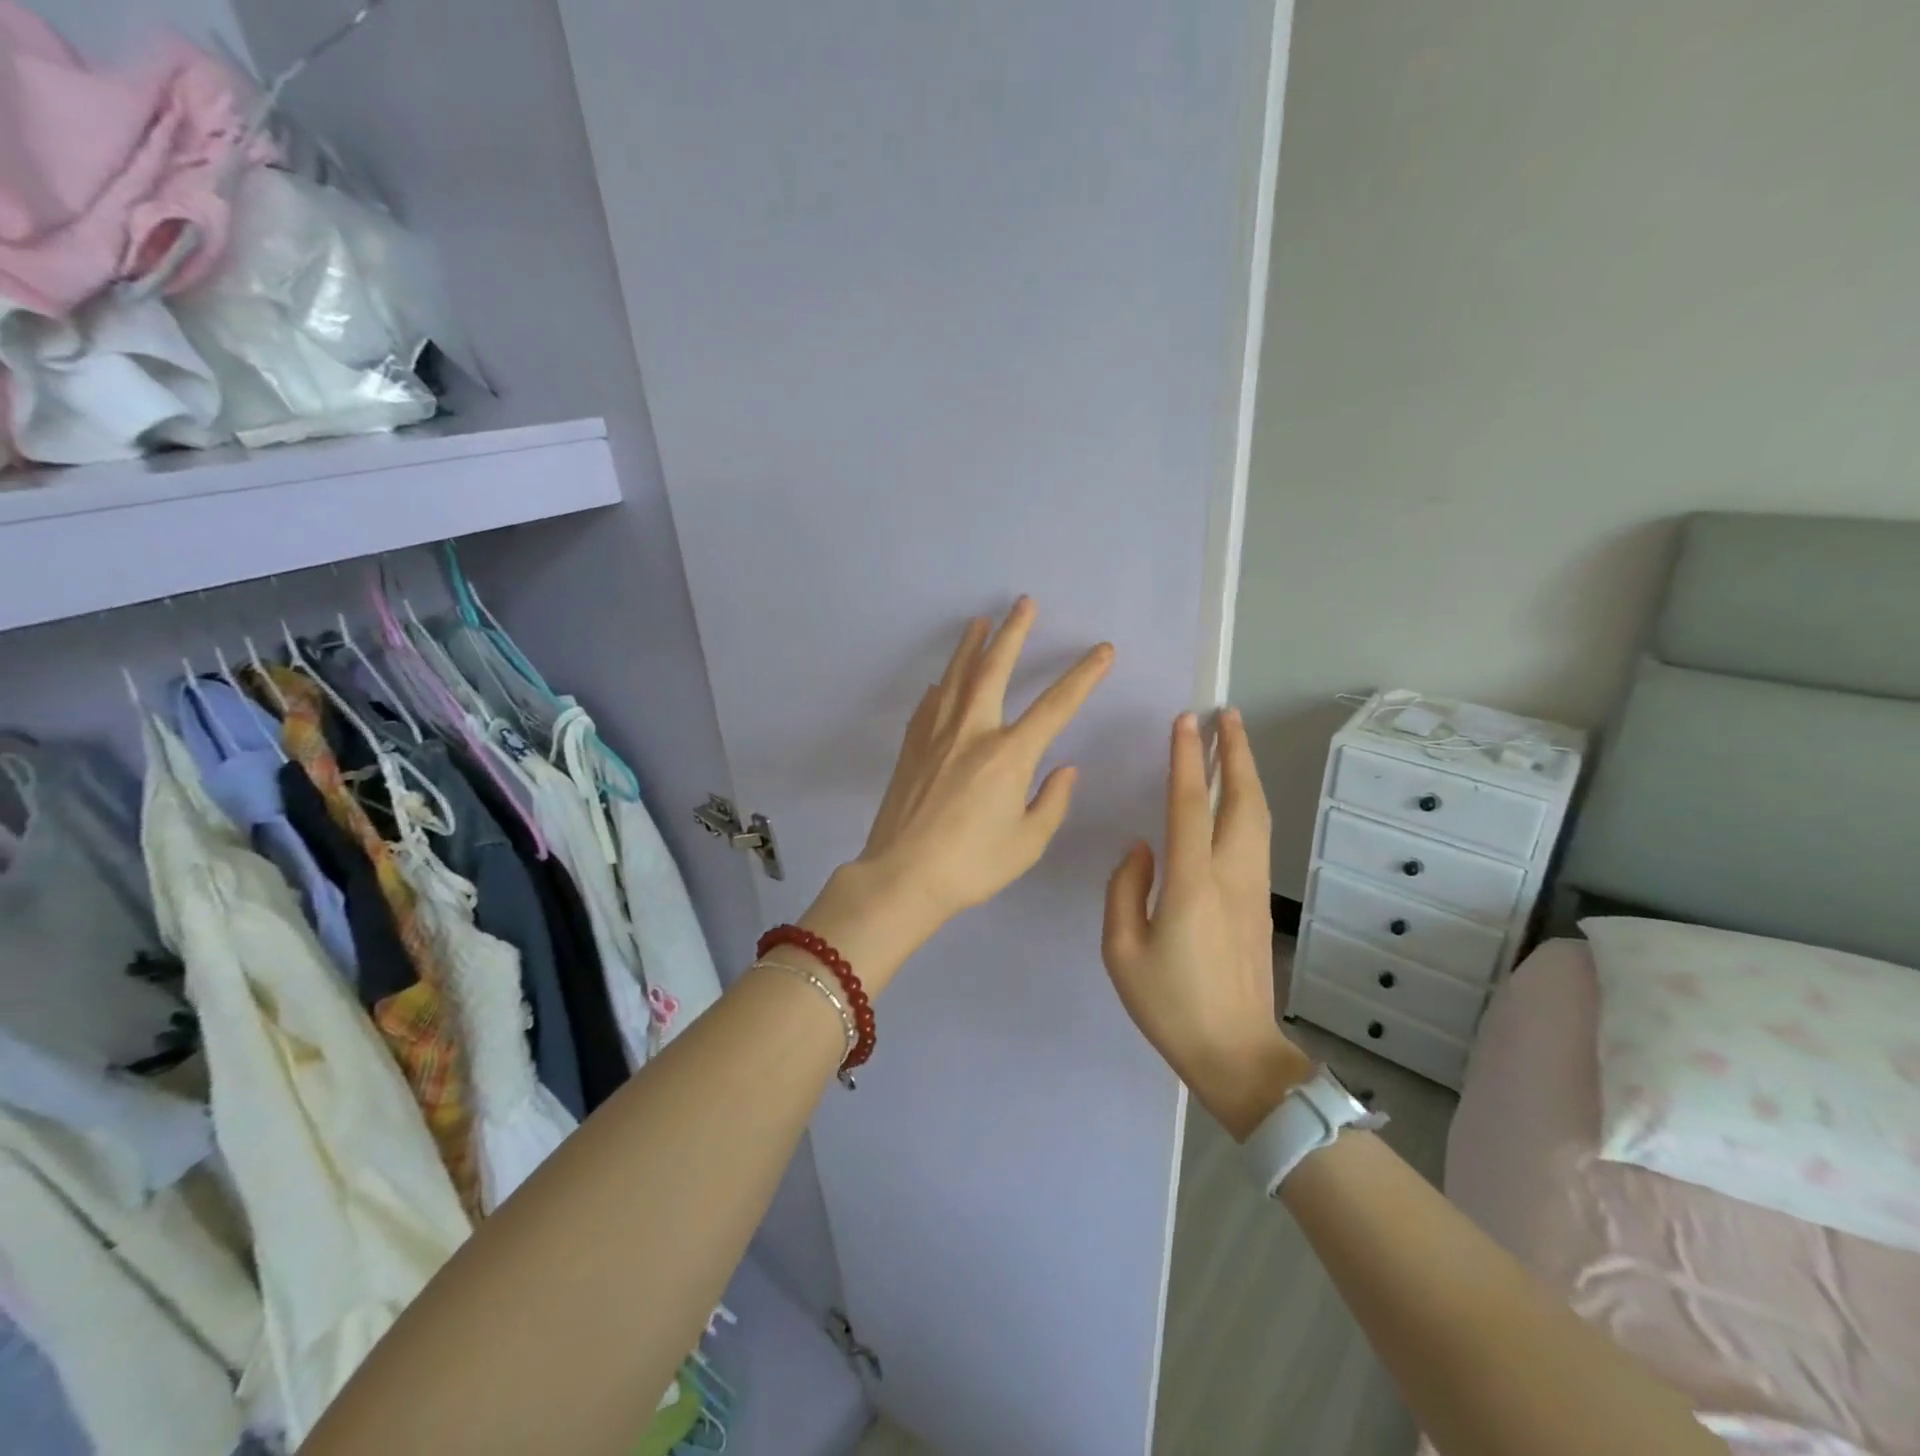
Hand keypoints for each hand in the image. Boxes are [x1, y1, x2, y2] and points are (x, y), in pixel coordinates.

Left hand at [805, 599, 1112, 988]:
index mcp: (1009, 755)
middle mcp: (972, 732)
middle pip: (995, 669)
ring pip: (956, 677)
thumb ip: (1052, 801)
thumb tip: (1065, 768)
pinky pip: (930, 704)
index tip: (1103, 650)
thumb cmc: (972, 865)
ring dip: (971, 646)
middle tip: (1024, 603)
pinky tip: (943, 681)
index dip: (1083, 676)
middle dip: (1013, 633)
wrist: (902, 876)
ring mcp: (936, 735)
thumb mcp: (1027, 842)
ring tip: (980, 621)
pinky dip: (942, 686)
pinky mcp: (911, 746)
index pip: (1056, 705)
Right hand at [1102, 709, 1310, 1138]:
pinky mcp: (1260, 904)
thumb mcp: (1122, 951)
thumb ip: (1125, 890)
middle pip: (1241, 800)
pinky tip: (1236, 799)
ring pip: (1258, 817)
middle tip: (1225, 714)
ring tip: (1235, 742)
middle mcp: (1230, 876)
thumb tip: (1141, 849)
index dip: (1187, 760)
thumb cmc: (1170, 1005)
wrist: (1237, 1055)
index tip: (1185, 721)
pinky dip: (1249, 804)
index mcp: (1192, 884)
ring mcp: (1253, 889)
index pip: (1189, 806)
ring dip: (1246, 774)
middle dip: (1235, 752)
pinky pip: (1257, 839)